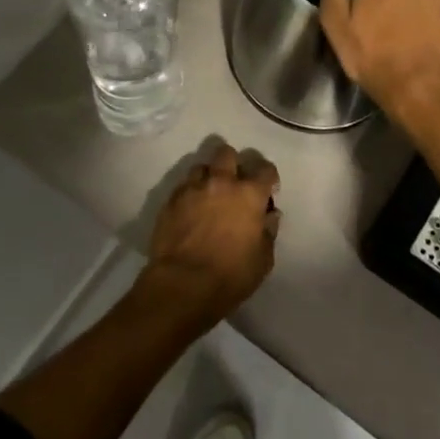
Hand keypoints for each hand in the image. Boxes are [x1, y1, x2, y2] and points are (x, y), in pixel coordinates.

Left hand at [139, 143, 281, 328]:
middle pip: (227, 154)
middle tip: (234, 184)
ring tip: (209, 195)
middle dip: (233, 164)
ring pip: (201, 167)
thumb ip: (268, 231)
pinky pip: (183, 187)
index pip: (265, 169)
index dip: (269, 177)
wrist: (182, 284)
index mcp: (249, 194)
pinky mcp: (170, 201)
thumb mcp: (263, 259)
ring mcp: (192, 189)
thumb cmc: (230, 275)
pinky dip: (190, 193)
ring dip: (208, 177)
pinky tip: (190, 211)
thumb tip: (269, 215)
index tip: (268, 190)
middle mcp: (221, 182)